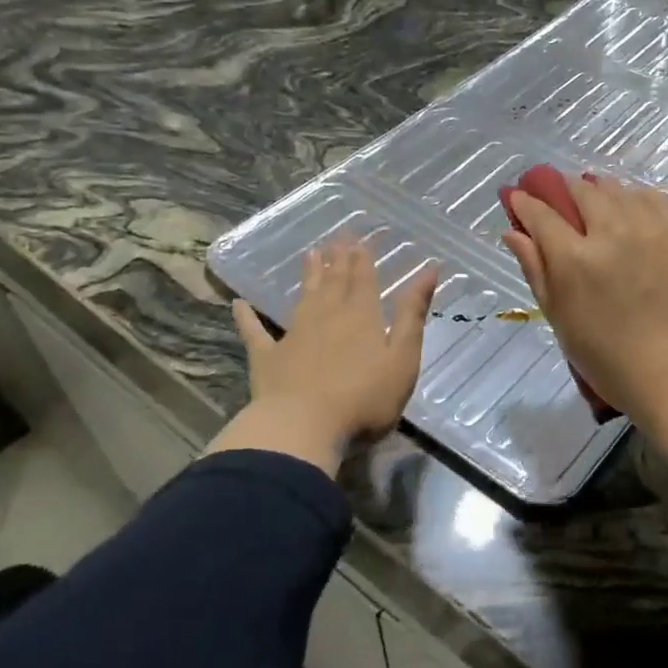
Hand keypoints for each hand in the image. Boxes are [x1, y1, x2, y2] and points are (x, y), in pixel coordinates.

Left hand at [207, 240, 436, 475]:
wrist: (303, 428)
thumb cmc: (364, 399)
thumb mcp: (402, 358)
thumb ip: (412, 315)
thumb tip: (429, 270)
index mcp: (362, 317)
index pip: (363, 280)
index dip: (362, 259)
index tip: (358, 239)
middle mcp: (327, 317)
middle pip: (334, 283)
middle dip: (338, 260)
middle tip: (337, 238)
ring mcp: (294, 336)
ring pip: (303, 298)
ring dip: (308, 276)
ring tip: (310, 254)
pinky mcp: (267, 358)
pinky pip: (255, 332)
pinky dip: (247, 318)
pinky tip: (239, 304)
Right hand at [502, 175, 667, 422]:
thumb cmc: (613, 362)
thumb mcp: (562, 321)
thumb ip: (536, 270)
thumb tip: (513, 232)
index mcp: (575, 259)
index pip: (540, 213)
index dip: (525, 201)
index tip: (520, 197)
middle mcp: (614, 230)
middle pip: (581, 191)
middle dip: (564, 190)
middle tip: (562, 200)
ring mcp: (656, 227)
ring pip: (620, 190)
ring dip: (603, 193)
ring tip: (601, 208)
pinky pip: (658, 199)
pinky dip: (640, 201)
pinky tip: (638, 215)